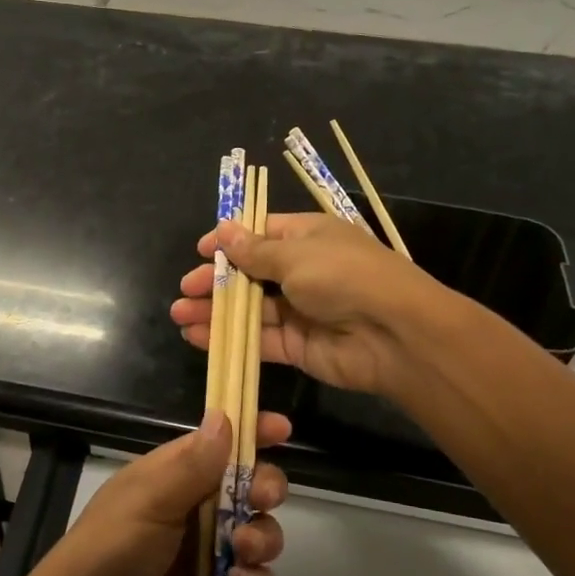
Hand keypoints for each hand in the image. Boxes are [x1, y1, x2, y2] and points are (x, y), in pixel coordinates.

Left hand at [14, 409, 288, 575]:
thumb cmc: (110, 550)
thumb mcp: (148, 499)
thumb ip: (192, 464)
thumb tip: (224, 416)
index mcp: (174, 477)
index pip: (220, 444)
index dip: (251, 433)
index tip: (282, 430)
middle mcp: (197, 512)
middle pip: (251, 488)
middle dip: (266, 488)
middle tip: (261, 498)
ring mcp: (210, 558)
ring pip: (262, 535)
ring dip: (264, 538)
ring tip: (242, 551)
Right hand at [171, 212, 443, 398]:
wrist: (395, 334)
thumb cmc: (344, 276)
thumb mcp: (296, 255)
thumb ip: (255, 251)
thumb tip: (223, 230)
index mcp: (307, 238)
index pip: (260, 233)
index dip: (230, 241)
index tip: (201, 251)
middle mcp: (303, 271)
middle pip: (250, 273)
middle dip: (216, 280)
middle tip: (185, 289)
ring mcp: (300, 310)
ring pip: (249, 308)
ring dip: (215, 310)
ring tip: (179, 315)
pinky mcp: (298, 345)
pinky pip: (258, 338)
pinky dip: (228, 337)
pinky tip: (197, 336)